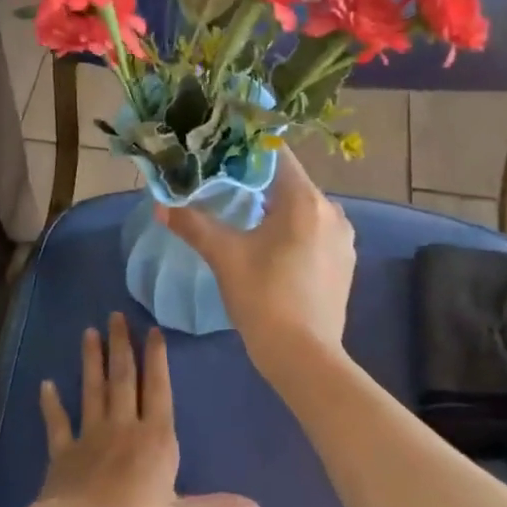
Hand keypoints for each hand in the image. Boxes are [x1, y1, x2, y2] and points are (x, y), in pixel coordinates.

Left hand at [27, 312, 260, 506]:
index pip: (158, 389)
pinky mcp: (63, 452)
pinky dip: (51, 404)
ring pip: (93, 390)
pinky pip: (57, 423)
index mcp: (155, 438)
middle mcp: (123, 427)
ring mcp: (90, 436)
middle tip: (115, 315)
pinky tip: (45, 384)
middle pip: (123, 379)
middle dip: (121, 346)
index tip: (152, 330)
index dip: (156, 359)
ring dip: (91, 361)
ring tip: (89, 332)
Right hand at [155, 147, 355, 373]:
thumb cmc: (264, 298)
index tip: (221, 152)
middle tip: (224, 185)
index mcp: (305, 200)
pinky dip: (293, 230)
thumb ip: (193, 224)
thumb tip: (161, 204)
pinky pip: (315, 231)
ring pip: (303, 208)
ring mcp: (343, 238)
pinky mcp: (345, 262)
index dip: (247, 150)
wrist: (304, 356)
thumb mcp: (224, 256)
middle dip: (258, 182)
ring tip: (244, 217)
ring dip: (276, 208)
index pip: (277, 155)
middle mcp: (332, 211)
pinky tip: (271, 247)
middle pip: (290, 182)